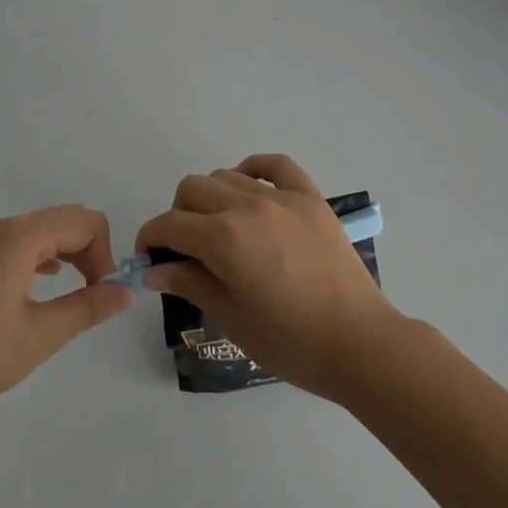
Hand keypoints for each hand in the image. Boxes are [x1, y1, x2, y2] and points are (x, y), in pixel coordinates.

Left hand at [0, 206, 133, 427]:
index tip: (104, 293)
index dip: (105, 253)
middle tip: (95, 295)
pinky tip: (46, 285)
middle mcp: (5, 228)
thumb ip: (89, 307)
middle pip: (67, 219)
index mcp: (23, 236)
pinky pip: (25, 242)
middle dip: (91, 250)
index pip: (85, 222)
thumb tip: (127, 291)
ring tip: (76, 293)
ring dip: (71, 253)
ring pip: (46, 229)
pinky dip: (47, 256)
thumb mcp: (42, 335)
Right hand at [132, 155, 402, 401]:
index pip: (170, 224)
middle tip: (186, 249)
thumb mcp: (232, 319)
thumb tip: (154, 269)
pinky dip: (255, 169)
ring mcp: (282, 196)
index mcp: (223, 239)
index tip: (149, 257)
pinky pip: (275, 164)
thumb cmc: (291, 342)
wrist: (358, 342)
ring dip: (212, 197)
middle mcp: (248, 206)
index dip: (151, 238)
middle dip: (178, 215)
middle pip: (193, 189)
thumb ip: (190, 284)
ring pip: (228, 176)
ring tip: (220, 229)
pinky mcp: (310, 196)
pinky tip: (250, 189)